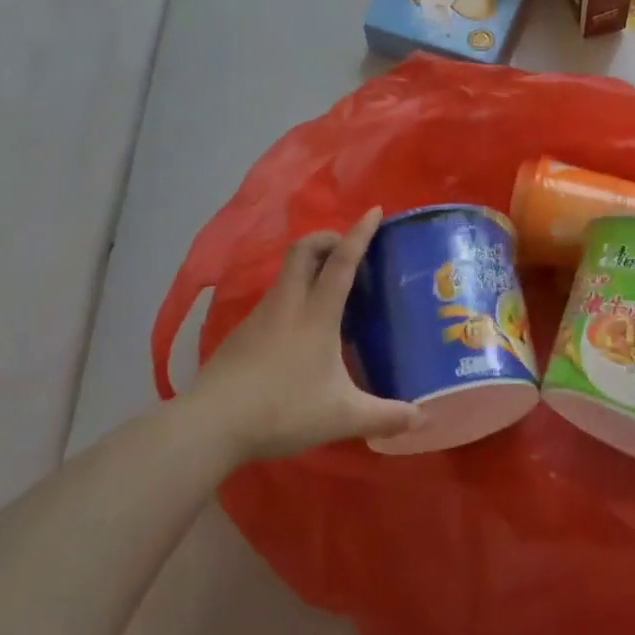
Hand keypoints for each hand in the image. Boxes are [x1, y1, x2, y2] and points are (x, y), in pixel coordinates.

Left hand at [189, 208, 420, 463]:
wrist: (211, 424)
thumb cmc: (282, 410)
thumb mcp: (342, 416)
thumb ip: (384, 416)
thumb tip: (423, 419)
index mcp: (317, 314)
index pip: (342, 261)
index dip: (360, 233)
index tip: (374, 210)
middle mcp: (288, 303)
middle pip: (304, 249)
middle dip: (328, 238)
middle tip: (348, 251)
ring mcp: (260, 315)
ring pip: (287, 272)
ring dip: (310, 267)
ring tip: (331, 292)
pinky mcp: (242, 332)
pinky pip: (275, 298)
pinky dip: (293, 295)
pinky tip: (300, 329)